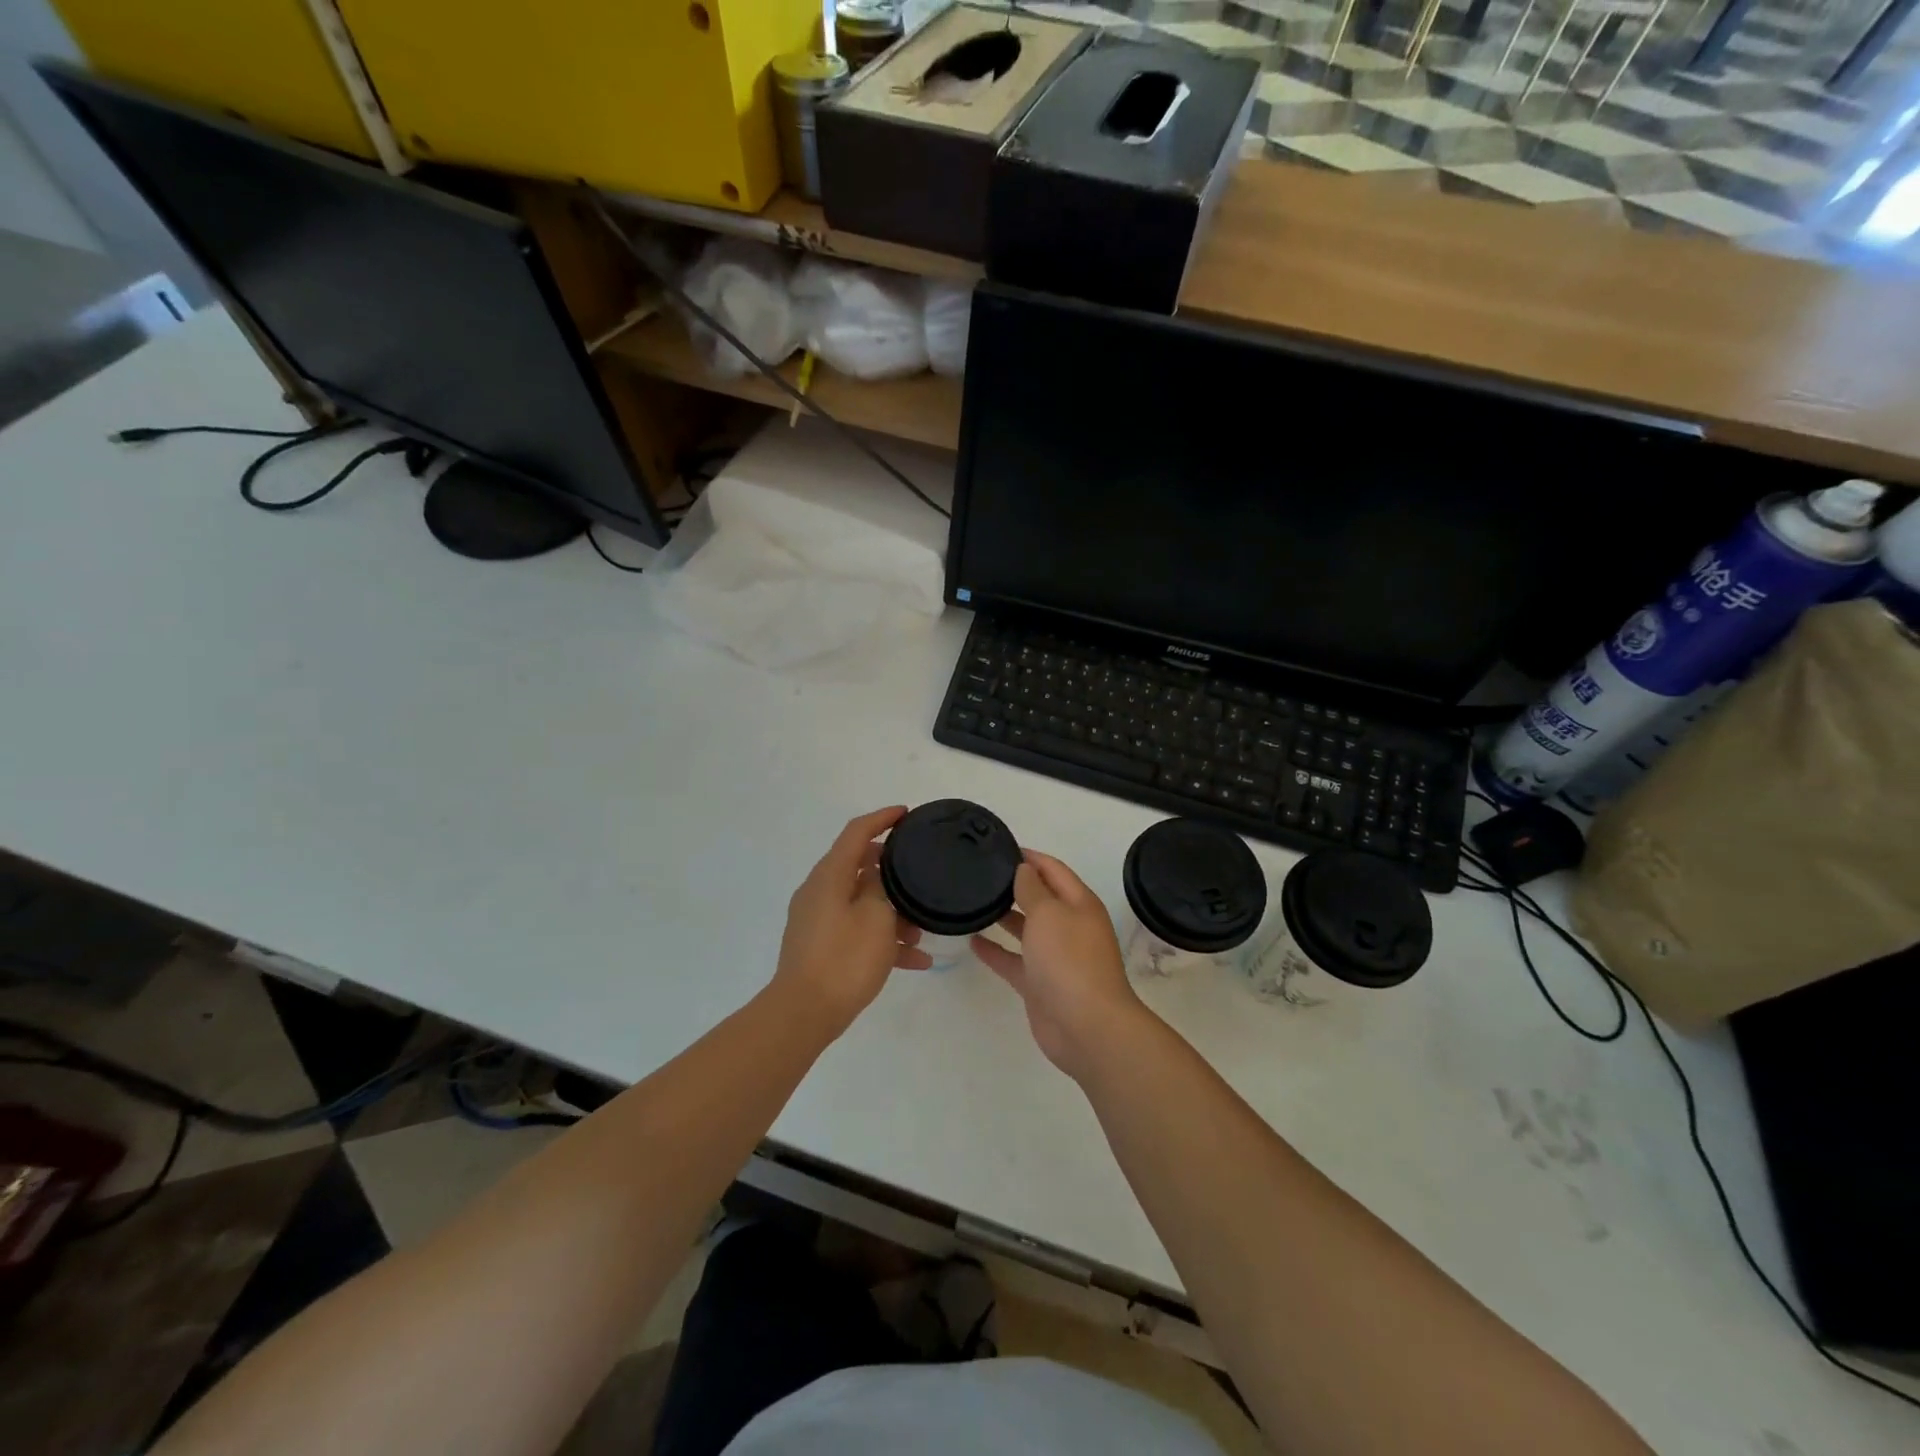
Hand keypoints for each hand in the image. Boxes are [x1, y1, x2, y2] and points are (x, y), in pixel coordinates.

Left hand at [773, 806, 932, 1037]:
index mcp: (830, 875)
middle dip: (892, 870)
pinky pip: (856, 930)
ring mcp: (817, 920)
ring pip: (861, 902)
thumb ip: (882, 886)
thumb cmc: (845, 958)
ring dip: (891, 911)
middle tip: (920, 873)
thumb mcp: (876, 916)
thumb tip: (879, 874)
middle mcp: (819, 891)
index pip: (856, 832)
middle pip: (859, 866)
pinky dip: (881, 938)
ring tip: (922, 930)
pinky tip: (915, 960)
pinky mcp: (820, 946)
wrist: (805, 1013)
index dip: (882, 818)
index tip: (906, 814)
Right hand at [971, 851, 1147, 1079]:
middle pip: (1040, 898)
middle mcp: (1068, 926)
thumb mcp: (1049, 913)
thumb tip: (1024, 869)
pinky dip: (995, 951)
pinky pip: (1013, 960)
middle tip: (979, 874)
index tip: (1000, 847)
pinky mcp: (1039, 984)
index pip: (1053, 870)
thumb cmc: (1069, 960)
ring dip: (1004, 916)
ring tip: (973, 901)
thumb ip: (1033, 889)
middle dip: (1015, 885)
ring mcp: (1054, 957)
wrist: (1087, 1026)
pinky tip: (972, 941)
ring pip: (1026, 929)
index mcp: (1079, 904)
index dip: (1030, 857)